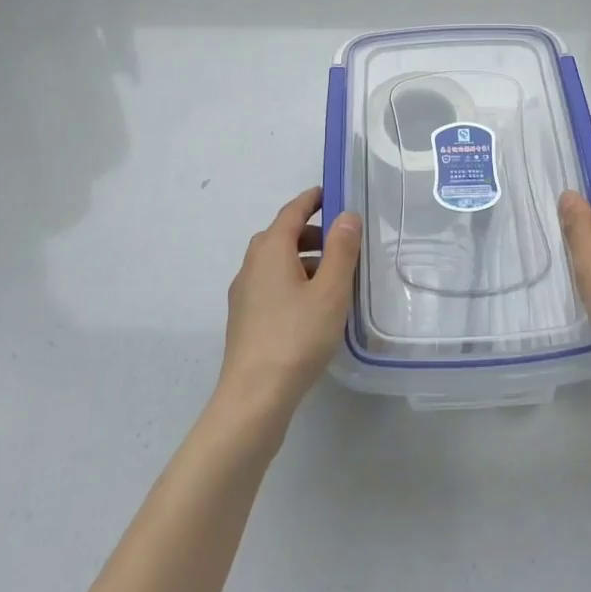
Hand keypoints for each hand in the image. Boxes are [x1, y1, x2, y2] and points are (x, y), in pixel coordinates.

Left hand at [218, 187, 361, 419]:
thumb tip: (346, 215)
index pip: (292, 212)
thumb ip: (341, 249)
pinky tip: (311, 307)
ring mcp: (244, 294)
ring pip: (275, 263)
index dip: (312, 199)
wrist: (253, 398)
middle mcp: (251, 265)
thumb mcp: (330, 290)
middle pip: (281, 236)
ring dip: (302, 260)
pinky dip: (292, 281)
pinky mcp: (244, 320)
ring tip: (332, 278)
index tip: (331, 193)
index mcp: (270, 250)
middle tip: (341, 241)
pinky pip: (271, 285)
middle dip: (310, 232)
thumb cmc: (296, 337)